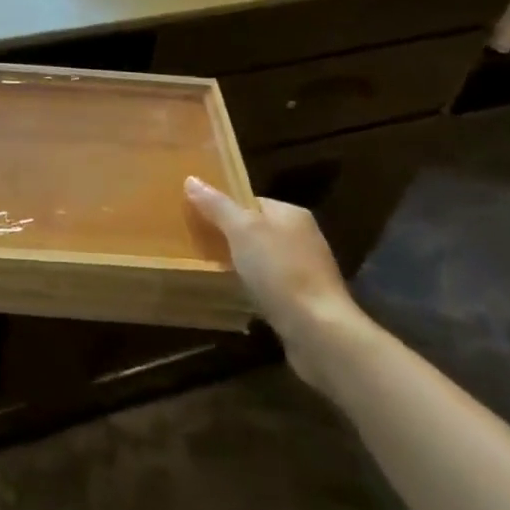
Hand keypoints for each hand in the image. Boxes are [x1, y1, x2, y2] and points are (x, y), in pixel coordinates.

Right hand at [184, 176, 368, 390]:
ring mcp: (306, 270)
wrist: (318, 330)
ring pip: (262, 258)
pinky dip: (253, 286)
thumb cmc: (279, 271)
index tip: (197, 218)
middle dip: (230, 237)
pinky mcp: (305, 299)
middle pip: (256, 229)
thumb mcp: (241, 230)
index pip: (250, 201)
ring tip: (211, 270)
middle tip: (198, 244)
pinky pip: (270, 284)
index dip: (223, 207)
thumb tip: (191, 179)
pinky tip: (237, 294)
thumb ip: (217, 205)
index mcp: (291, 214)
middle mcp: (303, 237)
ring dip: (241, 263)